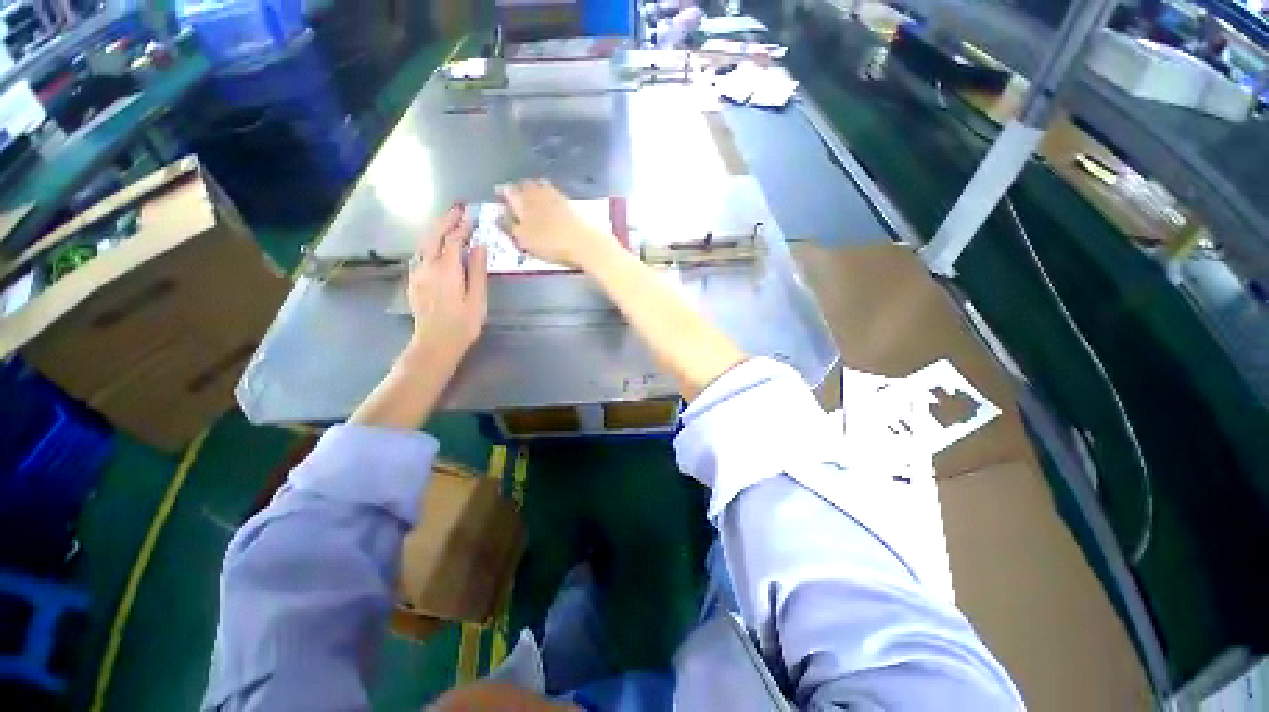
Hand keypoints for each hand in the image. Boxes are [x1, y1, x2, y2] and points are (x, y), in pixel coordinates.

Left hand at [406, 205, 487, 359]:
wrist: (435, 343)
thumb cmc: (463, 324)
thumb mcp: (477, 298)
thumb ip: (477, 270)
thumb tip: (479, 246)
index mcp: (447, 270)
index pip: (454, 240)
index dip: (463, 227)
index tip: (472, 216)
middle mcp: (428, 266)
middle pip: (435, 236)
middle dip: (446, 220)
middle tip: (458, 208)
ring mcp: (418, 273)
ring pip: (425, 243)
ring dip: (437, 229)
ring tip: (449, 221)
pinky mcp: (414, 280)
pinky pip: (421, 254)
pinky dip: (430, 243)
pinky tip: (437, 245)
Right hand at [497, 179, 614, 269]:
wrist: (584, 243)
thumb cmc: (550, 244)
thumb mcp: (524, 239)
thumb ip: (508, 226)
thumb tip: (497, 215)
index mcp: (522, 200)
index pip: (507, 191)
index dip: (502, 193)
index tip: (498, 196)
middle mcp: (537, 192)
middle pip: (523, 185)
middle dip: (517, 189)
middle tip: (514, 195)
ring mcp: (555, 195)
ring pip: (538, 186)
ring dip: (532, 189)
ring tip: (529, 196)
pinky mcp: (569, 202)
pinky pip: (552, 192)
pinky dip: (546, 193)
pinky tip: (548, 201)